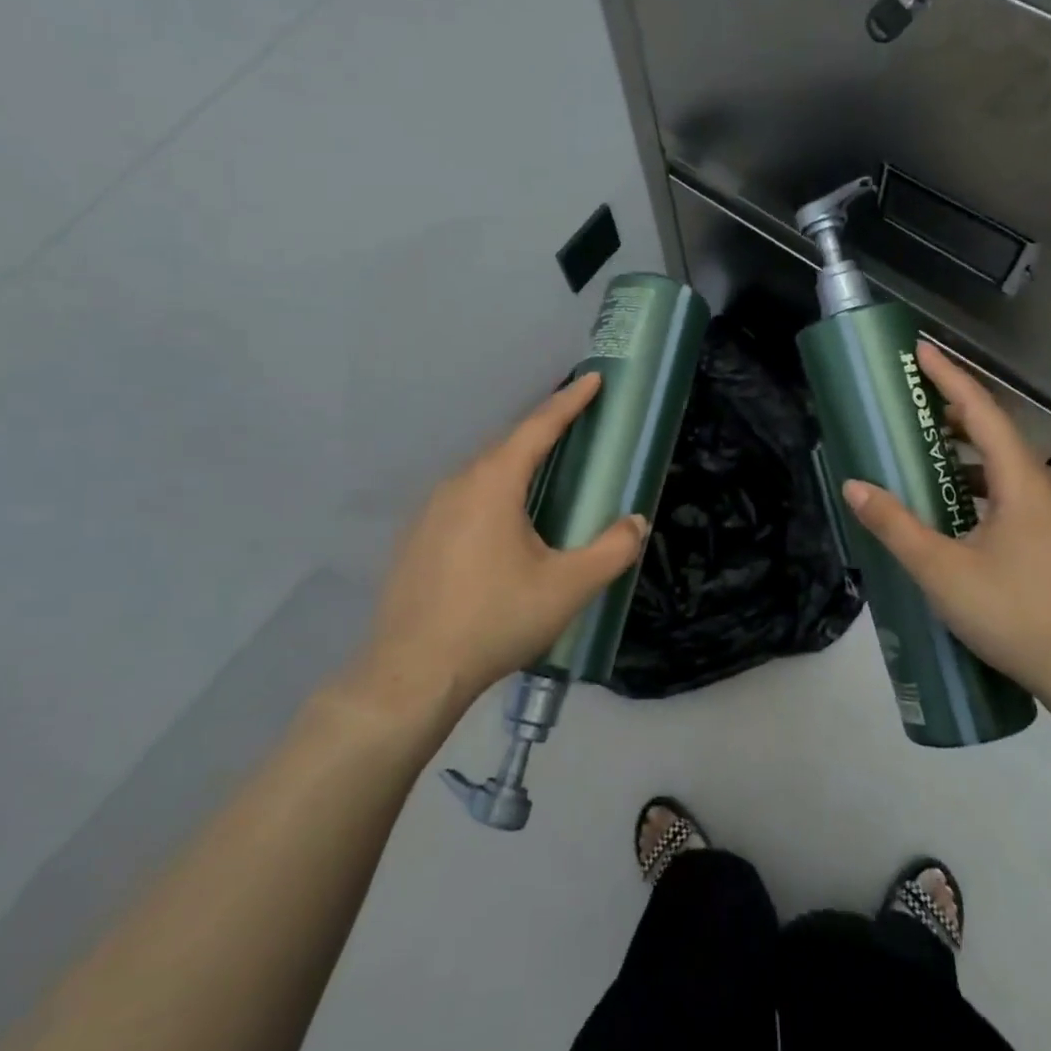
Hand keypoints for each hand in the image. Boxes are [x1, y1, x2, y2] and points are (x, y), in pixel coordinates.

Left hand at [346, 373, 647, 717]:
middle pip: (507, 447)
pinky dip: (490, 494)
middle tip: (573, 425)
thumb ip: (611, 551)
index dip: (569, 401)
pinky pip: (462, 499)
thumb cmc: (496, 620)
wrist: (413, 672)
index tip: (592, 378)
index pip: (538, 428)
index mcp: (494, 484)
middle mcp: (457, 484)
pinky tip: (500, 524)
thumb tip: (636, 523)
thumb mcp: (567, 587)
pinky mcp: (415, 538)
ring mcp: (429, 511)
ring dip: (515, 465)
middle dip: (542, 432)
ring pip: (481, 474)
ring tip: (542, 473)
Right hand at [841, 341, 1050, 703]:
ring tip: (924, 452)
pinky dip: (977, 483)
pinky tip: (953, 509)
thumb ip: (896, 526)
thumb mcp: (942, 570)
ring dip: (964, 451)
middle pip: (995, 432)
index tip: (919, 350)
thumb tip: (854, 486)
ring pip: (1005, 465)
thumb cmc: (1017, 614)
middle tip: (910, 402)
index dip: (949, 377)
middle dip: (953, 410)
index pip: (981, 411)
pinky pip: (1011, 492)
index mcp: (1022, 481)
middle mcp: (1044, 487)